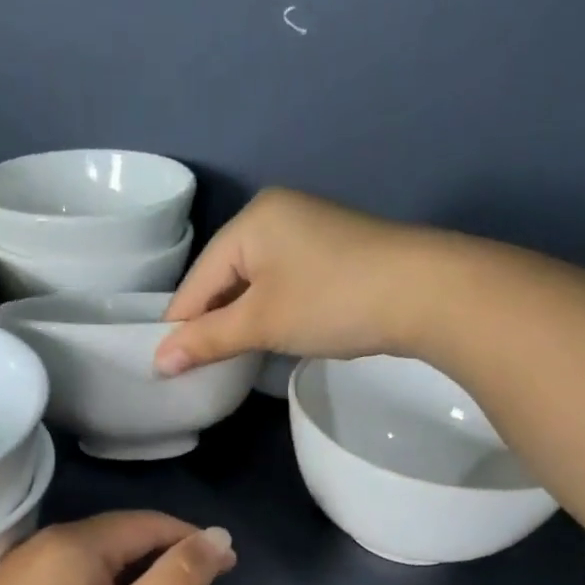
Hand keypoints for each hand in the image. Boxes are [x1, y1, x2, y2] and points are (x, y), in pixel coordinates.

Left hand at [0, 512, 234, 584]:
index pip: (149, 523)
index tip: (228, 565)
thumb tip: (218, 535)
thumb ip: (179, 578)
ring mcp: (16, 576)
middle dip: (164, 553)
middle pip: (117, 537)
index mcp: (74, 541)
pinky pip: (67, 582)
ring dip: (132, 572)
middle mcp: (41, 545)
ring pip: (90, 561)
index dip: (193, 539)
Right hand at [154, 188, 454, 374]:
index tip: (165, 367)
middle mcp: (277, 215)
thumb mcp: (261, 323)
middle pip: (224, 277)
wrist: (426, 293)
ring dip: (240, 320)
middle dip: (211, 323)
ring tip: (228, 359)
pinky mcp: (334, 253)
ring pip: (254, 283)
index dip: (180, 325)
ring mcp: (309, 232)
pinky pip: (283, 284)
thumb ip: (207, 340)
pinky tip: (268, 337)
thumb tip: (158, 362)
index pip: (197, 279)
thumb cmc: (331, 301)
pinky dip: (270, 312)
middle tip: (196, 368)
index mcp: (252, 220)